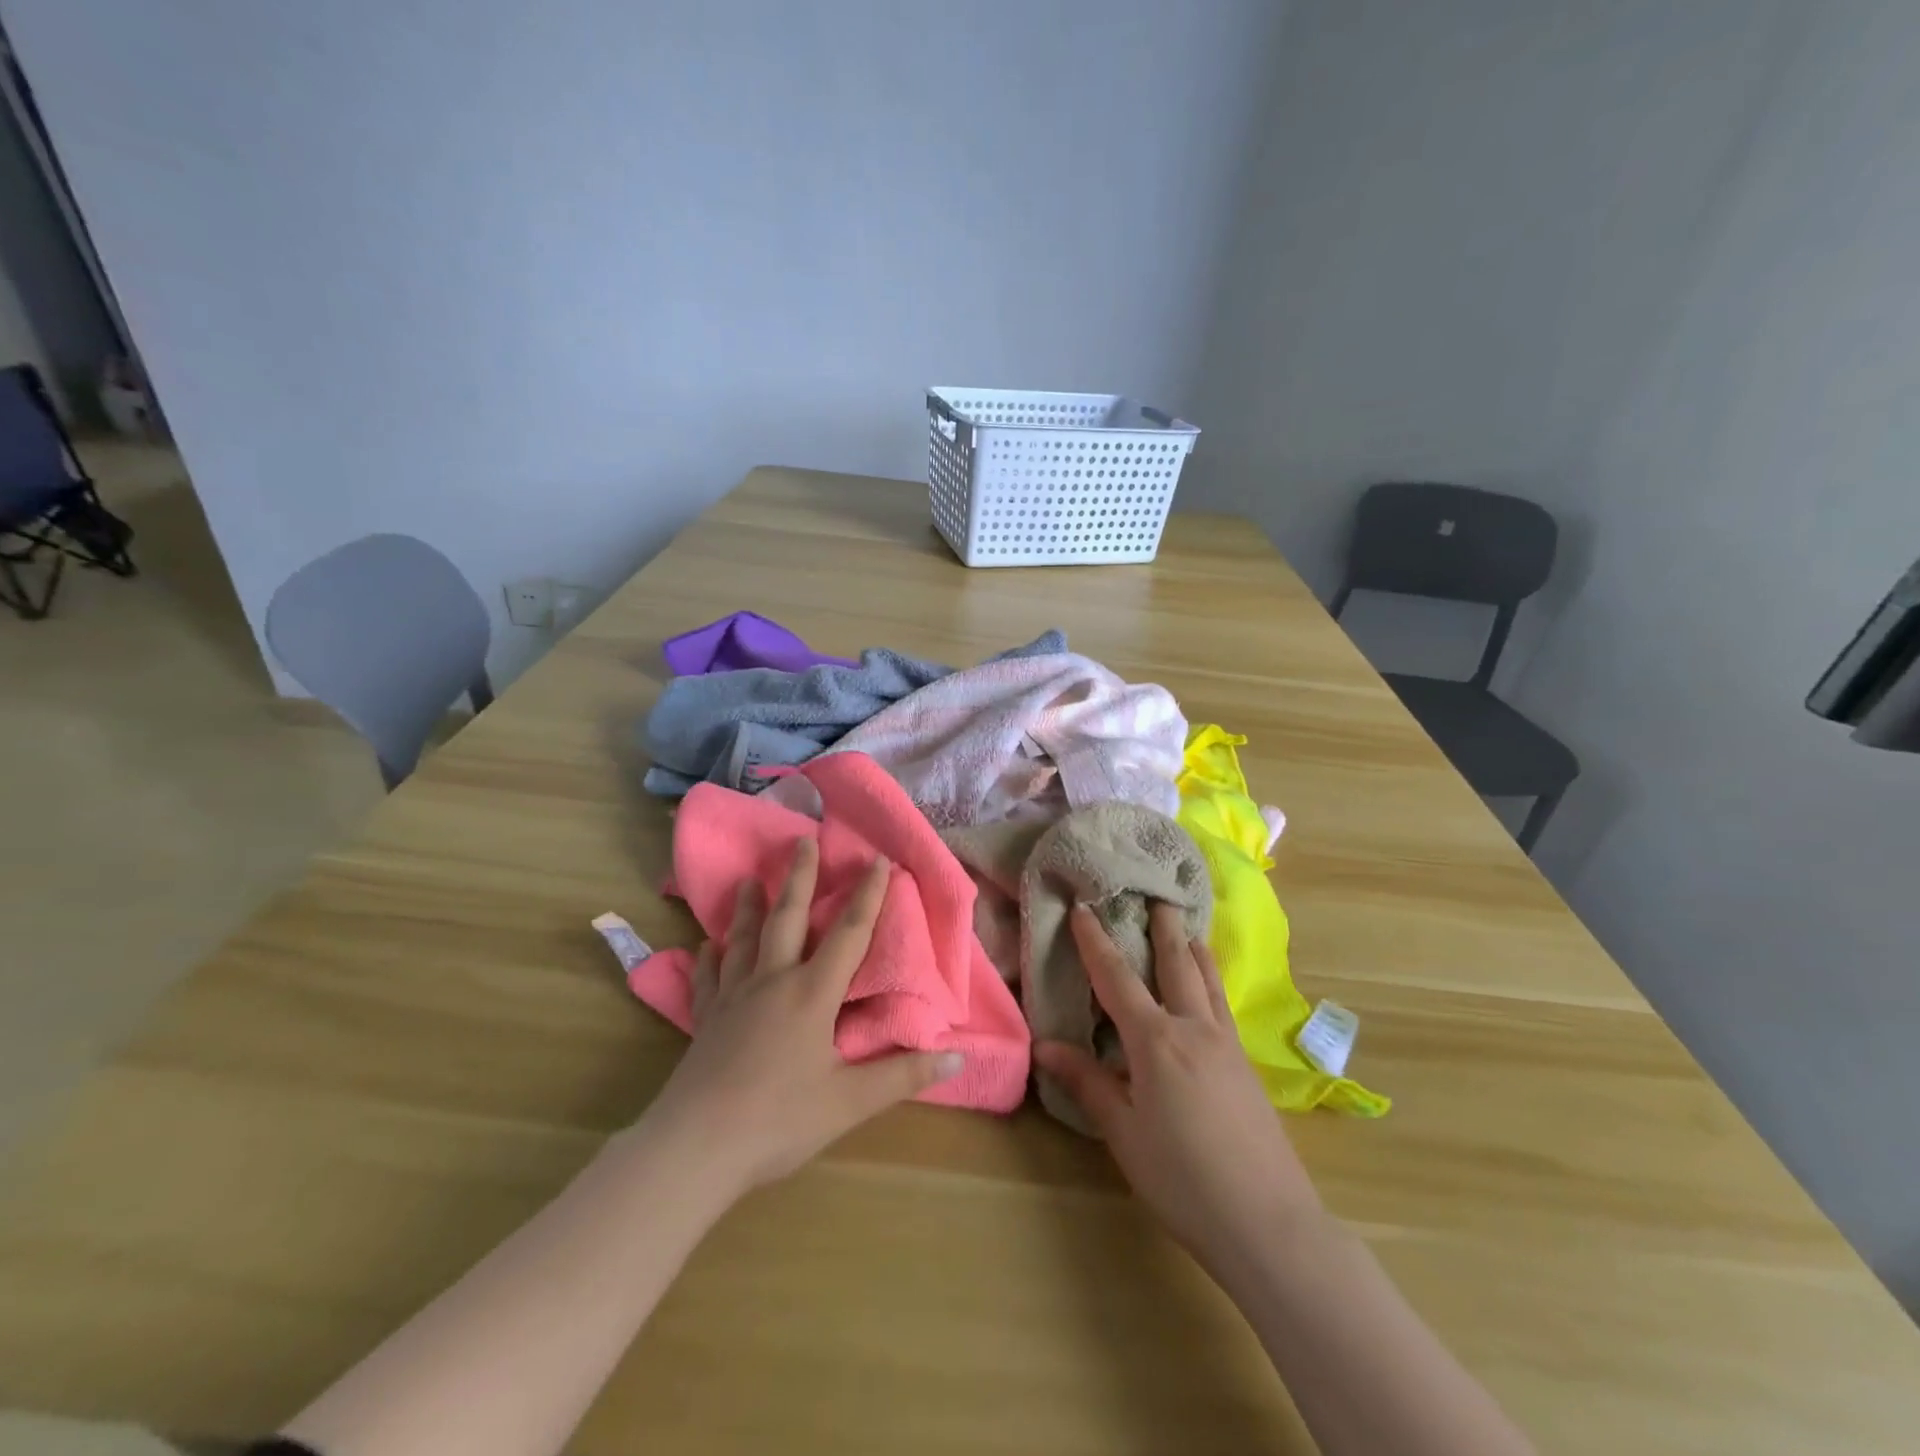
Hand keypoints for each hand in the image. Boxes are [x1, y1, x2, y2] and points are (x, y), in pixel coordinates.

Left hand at [643, 837, 962, 1197]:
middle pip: (788, 918)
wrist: (696, 1147)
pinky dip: (707, 959)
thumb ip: (904, 1076)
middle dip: (801, 878)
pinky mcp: (704, 1020)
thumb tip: (958, 1058)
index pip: (848, 934)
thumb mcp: (851, 1103)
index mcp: (812, 994)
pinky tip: (704, 947)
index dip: (868, 895)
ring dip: (749, 907)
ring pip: (743, 939)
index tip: (878, 859)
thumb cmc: (779, 1121)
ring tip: (751, 879)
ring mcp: (732, 998)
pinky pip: (706, 979)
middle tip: (803, 841)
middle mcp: (772, 982)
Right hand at [1033, 903, 1321, 1276]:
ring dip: (1192, 948)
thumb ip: (1087, 1083)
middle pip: (1175, 963)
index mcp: (1157, 1041)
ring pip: (1207, 980)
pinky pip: (1222, 1005)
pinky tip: (1208, 988)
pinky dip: (1210, 980)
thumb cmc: (1183, 1179)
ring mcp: (1227, 1045)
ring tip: (1186, 925)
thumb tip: (1045, 1045)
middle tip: (1156, 894)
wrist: (1269, 1224)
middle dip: (1162, 927)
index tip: (1082, 908)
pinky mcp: (1247, 1066)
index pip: (1117, 978)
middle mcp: (1194, 1029)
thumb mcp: (1124, 1134)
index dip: (1096, 941)